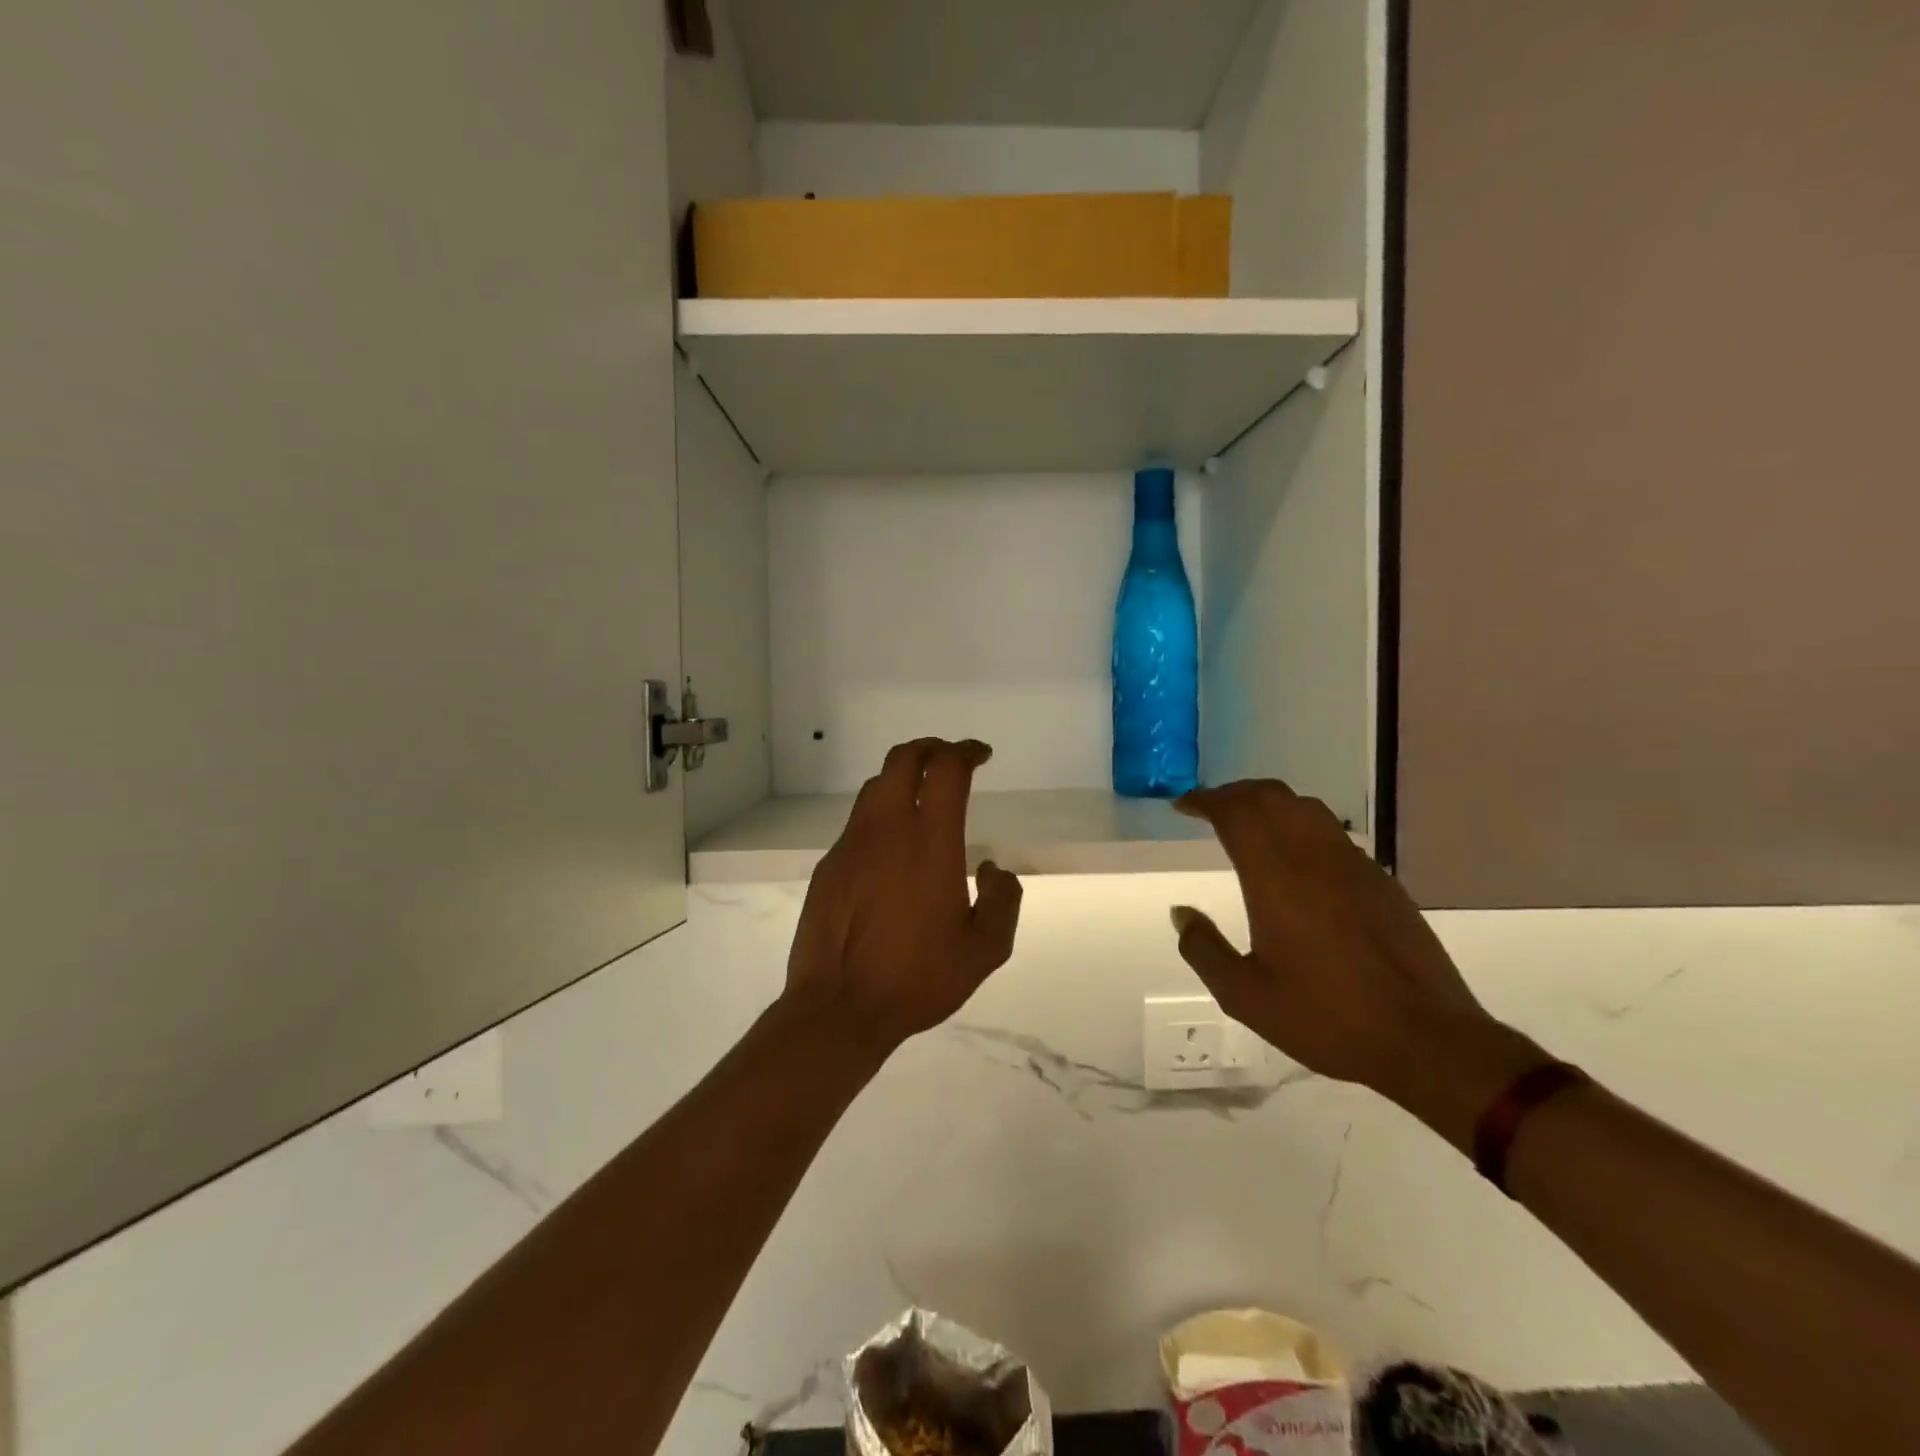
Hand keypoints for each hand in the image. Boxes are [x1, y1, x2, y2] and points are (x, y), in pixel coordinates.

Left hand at [783, 738, 1023, 1051]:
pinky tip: (890, 848)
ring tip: (921, 797)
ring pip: (875, 787)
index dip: (966, 751)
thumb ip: (1003, 900)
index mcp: (929, 841)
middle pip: (902, 759)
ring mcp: (851, 844)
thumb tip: (992, 868)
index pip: (945, 768)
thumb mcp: (985, 949)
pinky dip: (880, 815)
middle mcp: (886, 829)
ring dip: (902, 778)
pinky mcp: (828, 865)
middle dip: (930, 748)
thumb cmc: (918, 978)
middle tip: (950, 760)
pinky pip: (858, 823)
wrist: (839, 1008)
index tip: (981, 755)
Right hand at [1169, 780, 1507, 1098]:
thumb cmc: (1326, 1017)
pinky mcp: (1381, 881)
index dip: (1205, 800)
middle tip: (1210, 809)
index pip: (1236, 812)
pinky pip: (1332, 833)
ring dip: (1270, 804)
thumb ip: (1204, 949)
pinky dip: (1302, 827)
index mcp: (1275, 878)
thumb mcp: (1245, 996)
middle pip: (1271, 796)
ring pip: (1306, 807)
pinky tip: (1297, 859)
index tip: (1183, 806)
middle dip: (1235, 794)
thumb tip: (1180, 914)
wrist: (1425, 1039)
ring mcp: (1353, 865)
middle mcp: (1314, 857)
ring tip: (1250, 824)